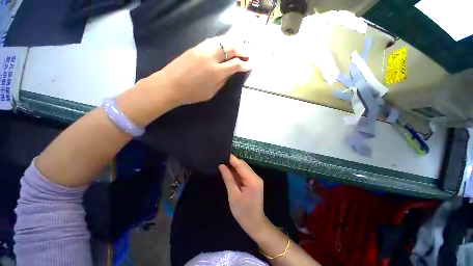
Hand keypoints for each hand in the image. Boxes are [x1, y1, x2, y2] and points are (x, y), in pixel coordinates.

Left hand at [140, 36, 251, 106]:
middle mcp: (212, 57)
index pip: (235, 65)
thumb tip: (230, 74)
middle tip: (248, 54)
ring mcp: (203, 49)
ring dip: (234, 43)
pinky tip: (225, 45)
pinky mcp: (196, 46)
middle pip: (231, 48)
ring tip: (239, 47)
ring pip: (223, 41)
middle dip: (242, 50)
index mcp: (216, 72)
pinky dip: (222, 41)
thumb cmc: (192, 94)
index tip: (250, 65)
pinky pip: (213, 40)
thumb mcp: (211, 93)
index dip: (245, 65)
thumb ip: (222, 82)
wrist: (170, 85)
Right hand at [219, 155, 267, 236]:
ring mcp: (256, 179)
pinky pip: (244, 173)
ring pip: (244, 168)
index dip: (231, 158)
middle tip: (220, 159)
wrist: (255, 224)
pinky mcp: (254, 182)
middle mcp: (256, 177)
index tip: (222, 154)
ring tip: (223, 163)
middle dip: (232, 161)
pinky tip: (230, 171)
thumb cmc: (243, 212)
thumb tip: (222, 165)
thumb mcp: (233, 195)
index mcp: (252, 180)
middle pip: (243, 165)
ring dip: (234, 166)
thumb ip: (228, 178)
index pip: (241, 165)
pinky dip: (237, 172)